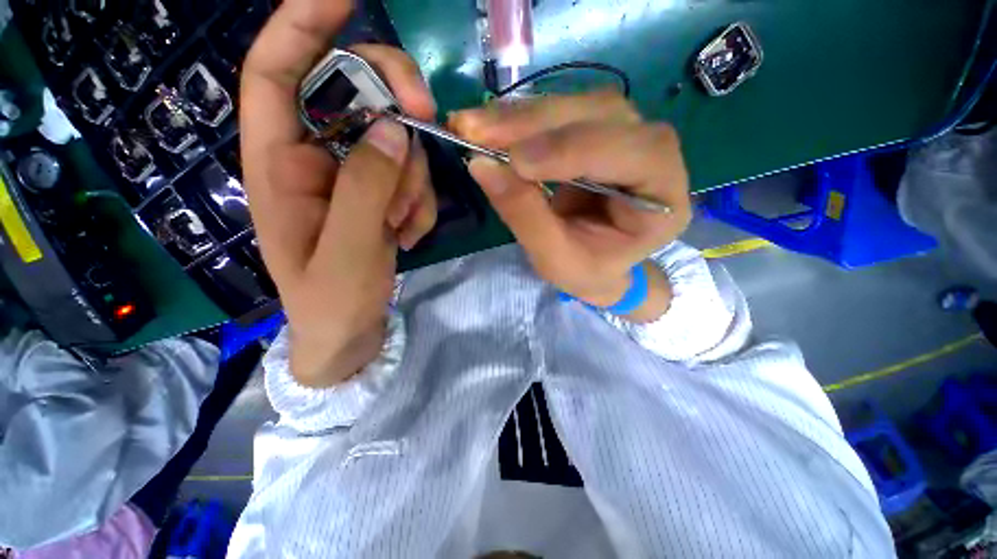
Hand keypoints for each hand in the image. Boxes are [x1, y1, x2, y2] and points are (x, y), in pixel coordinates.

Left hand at [241, 0, 436, 385]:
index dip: (303, 23)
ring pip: (395, 143)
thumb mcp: (346, 250)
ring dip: (413, 180)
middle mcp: (314, 159)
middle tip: (427, 122)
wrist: (348, 332)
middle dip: (396, 104)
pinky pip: (409, 178)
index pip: (276, 72)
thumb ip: (364, 189)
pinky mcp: (379, 196)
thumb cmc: (332, 302)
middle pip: (355, 96)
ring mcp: (352, 178)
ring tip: (404, 225)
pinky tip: (410, 234)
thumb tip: (393, 131)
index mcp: (280, 165)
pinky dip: (419, 202)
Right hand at [450, 91, 691, 321]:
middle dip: (535, 123)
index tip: (515, 161)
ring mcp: (627, 135)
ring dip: (522, 115)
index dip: (572, 150)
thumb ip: (525, 216)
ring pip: (578, 104)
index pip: (634, 153)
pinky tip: (491, 126)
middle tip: (476, 130)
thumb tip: (480, 165)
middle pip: (603, 115)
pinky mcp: (598, 131)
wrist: (598, 265)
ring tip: (474, 126)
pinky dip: (522, 118)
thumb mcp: (556, 259)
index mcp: (663, 199)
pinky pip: (562, 112)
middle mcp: (655, 155)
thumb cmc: (587, 271)